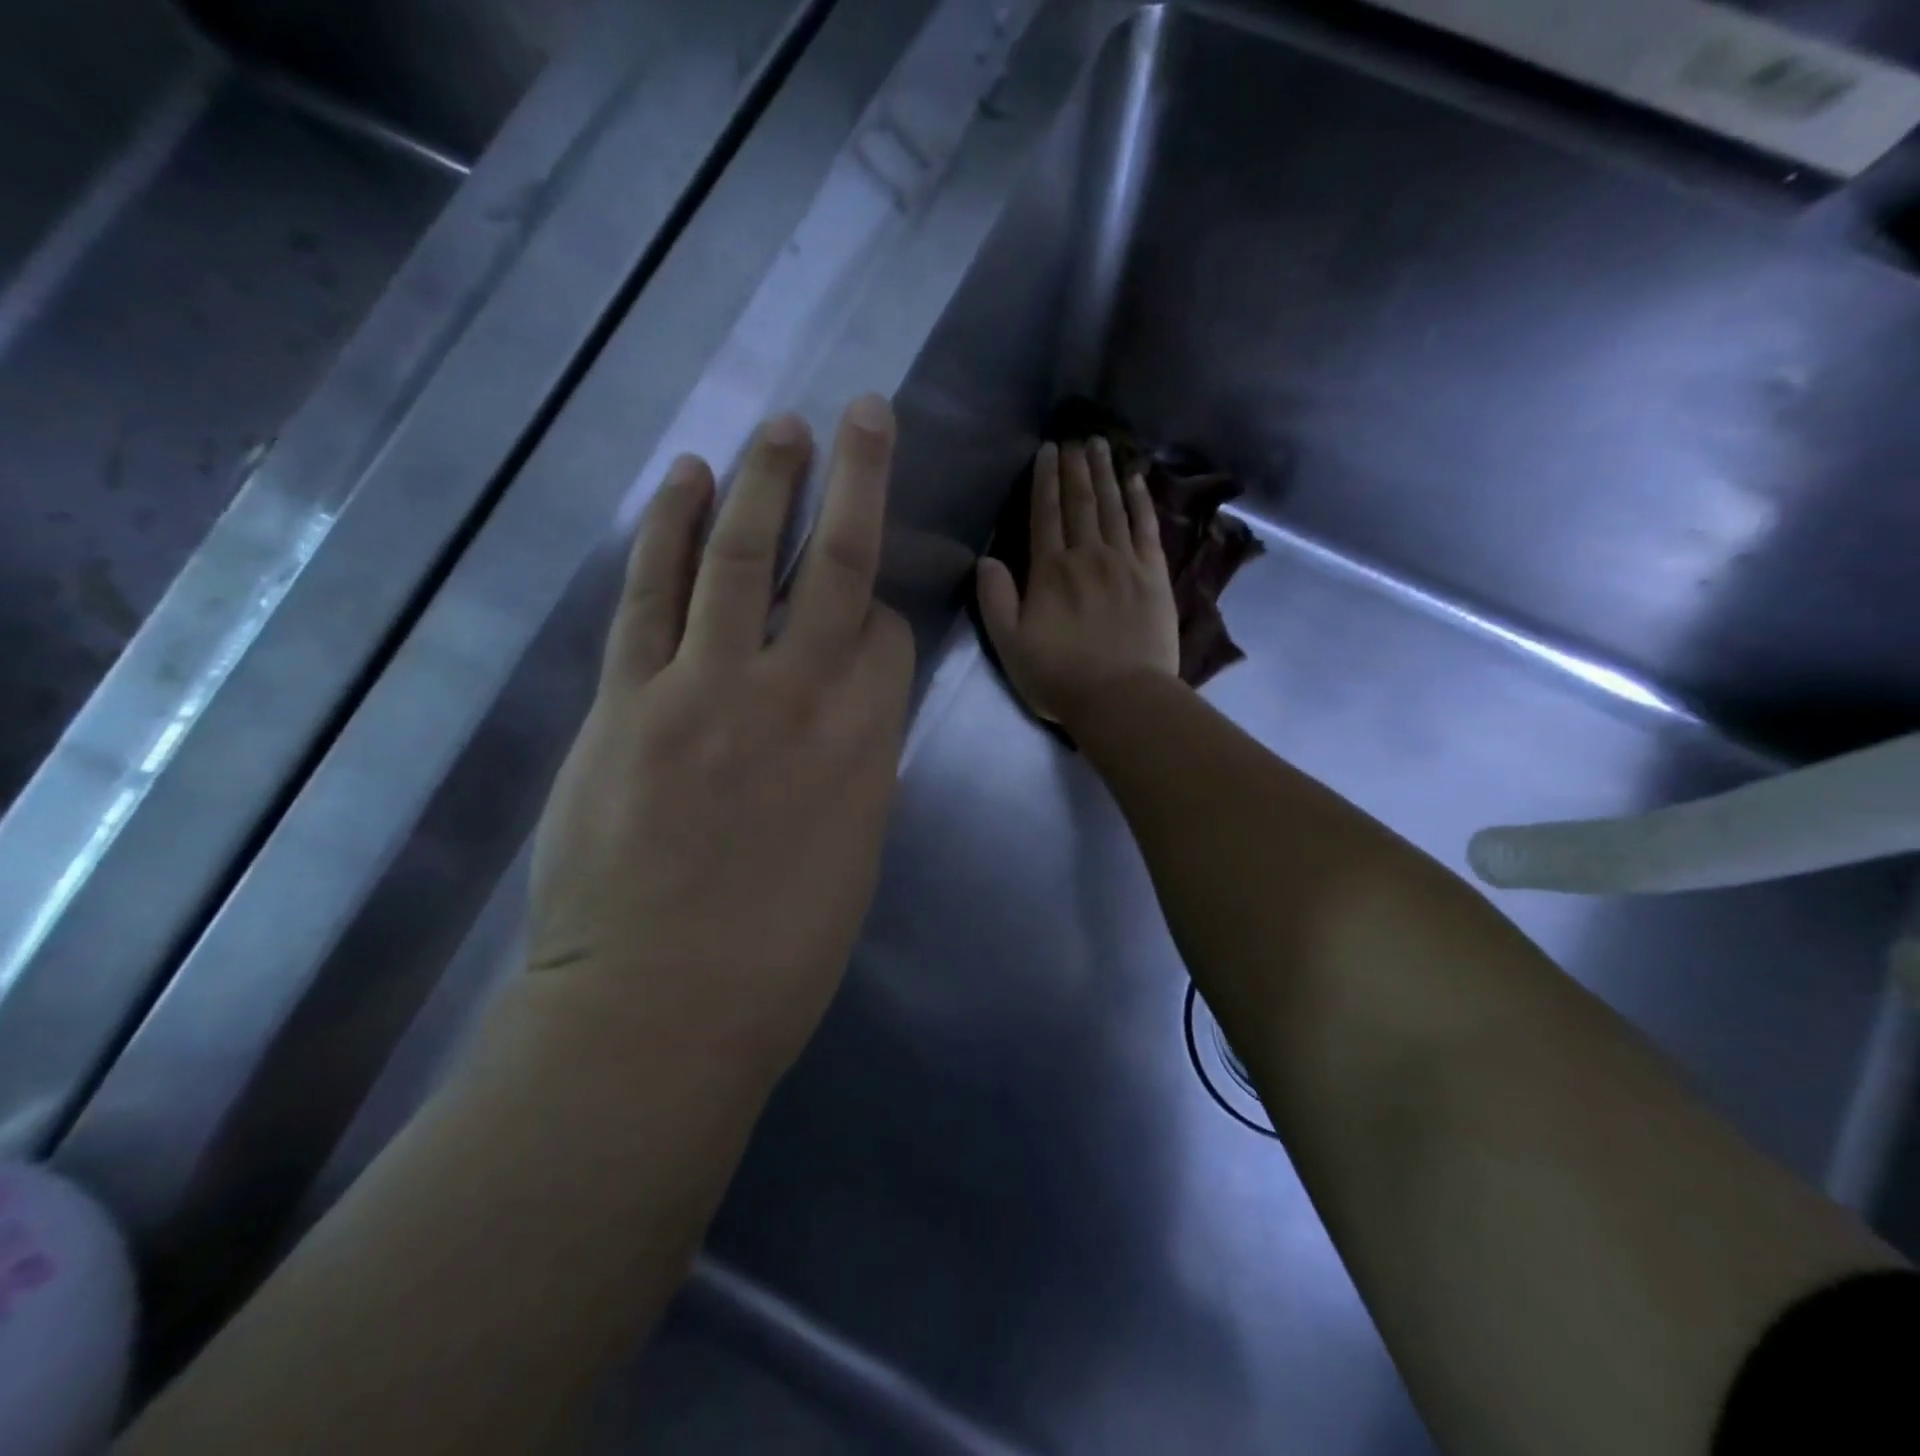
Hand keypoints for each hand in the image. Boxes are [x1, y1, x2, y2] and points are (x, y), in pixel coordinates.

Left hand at [526, 396, 913, 1080]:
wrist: (658, 1013)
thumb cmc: (780, 957)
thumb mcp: (854, 856)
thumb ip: (856, 767)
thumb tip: (845, 718)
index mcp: (867, 743)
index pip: (889, 637)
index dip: (886, 617)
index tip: (871, 621)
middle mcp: (798, 694)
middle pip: (837, 564)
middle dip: (856, 480)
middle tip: (862, 412)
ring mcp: (706, 687)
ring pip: (742, 556)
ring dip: (764, 482)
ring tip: (780, 428)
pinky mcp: (627, 699)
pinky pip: (651, 594)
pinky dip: (665, 531)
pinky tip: (681, 480)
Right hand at [976, 438, 1178, 725]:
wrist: (1121, 698)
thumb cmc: (1059, 676)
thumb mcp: (1009, 644)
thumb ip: (995, 599)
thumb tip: (986, 559)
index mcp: (1050, 570)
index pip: (1045, 514)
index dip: (1045, 480)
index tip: (1047, 450)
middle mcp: (1088, 555)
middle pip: (1081, 502)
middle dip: (1076, 467)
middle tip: (1075, 437)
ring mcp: (1125, 562)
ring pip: (1113, 507)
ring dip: (1105, 473)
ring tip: (1101, 445)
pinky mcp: (1154, 575)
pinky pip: (1147, 528)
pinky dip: (1141, 501)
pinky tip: (1137, 480)